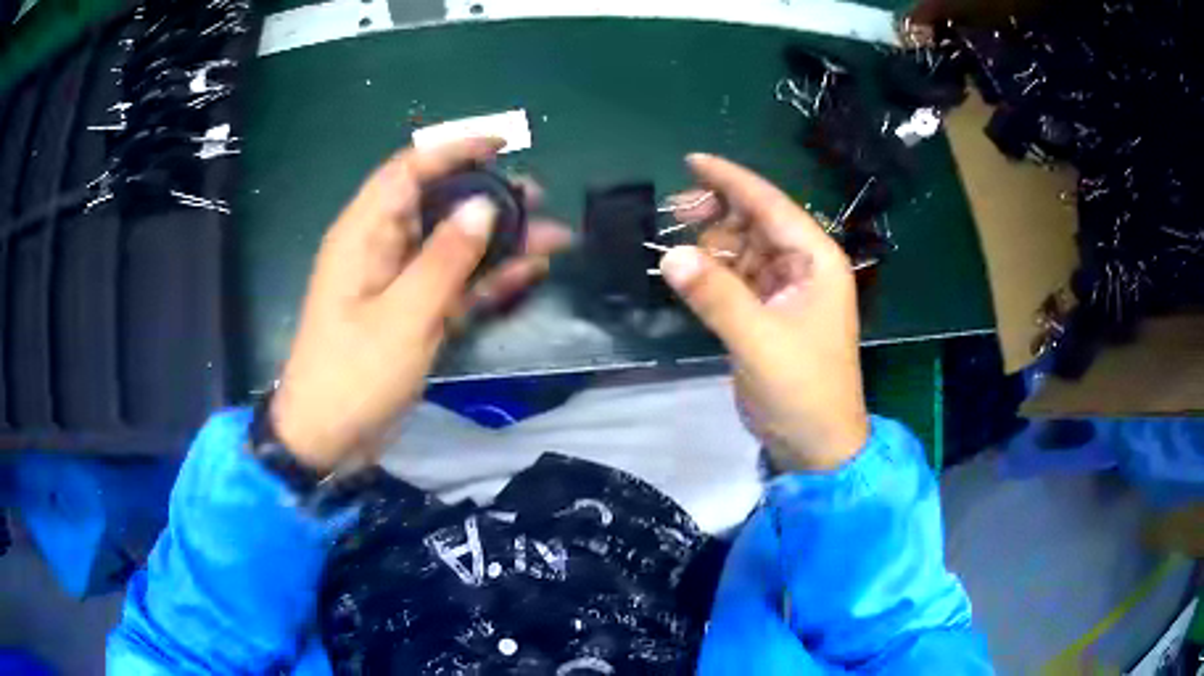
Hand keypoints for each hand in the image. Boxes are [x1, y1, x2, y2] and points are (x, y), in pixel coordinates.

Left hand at [270, 139, 570, 471]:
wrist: (330, 440)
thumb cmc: (354, 375)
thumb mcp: (403, 316)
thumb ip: (445, 258)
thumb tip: (484, 206)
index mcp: (364, 234)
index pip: (409, 171)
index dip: (454, 149)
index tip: (502, 144)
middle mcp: (382, 248)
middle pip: (438, 205)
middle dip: (489, 196)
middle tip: (538, 196)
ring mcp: (400, 283)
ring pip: (454, 246)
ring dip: (500, 240)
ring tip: (552, 236)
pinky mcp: (414, 314)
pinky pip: (456, 284)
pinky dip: (490, 279)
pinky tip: (531, 273)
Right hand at [659, 154, 868, 471]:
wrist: (816, 445)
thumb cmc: (803, 391)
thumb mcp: (760, 341)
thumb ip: (716, 296)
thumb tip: (668, 255)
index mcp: (816, 261)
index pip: (772, 205)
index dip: (732, 180)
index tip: (692, 161)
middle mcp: (803, 267)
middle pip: (756, 222)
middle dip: (717, 213)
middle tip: (674, 214)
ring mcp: (785, 290)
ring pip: (742, 249)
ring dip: (711, 246)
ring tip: (677, 253)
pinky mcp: (767, 314)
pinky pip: (736, 279)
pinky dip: (712, 274)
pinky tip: (689, 275)